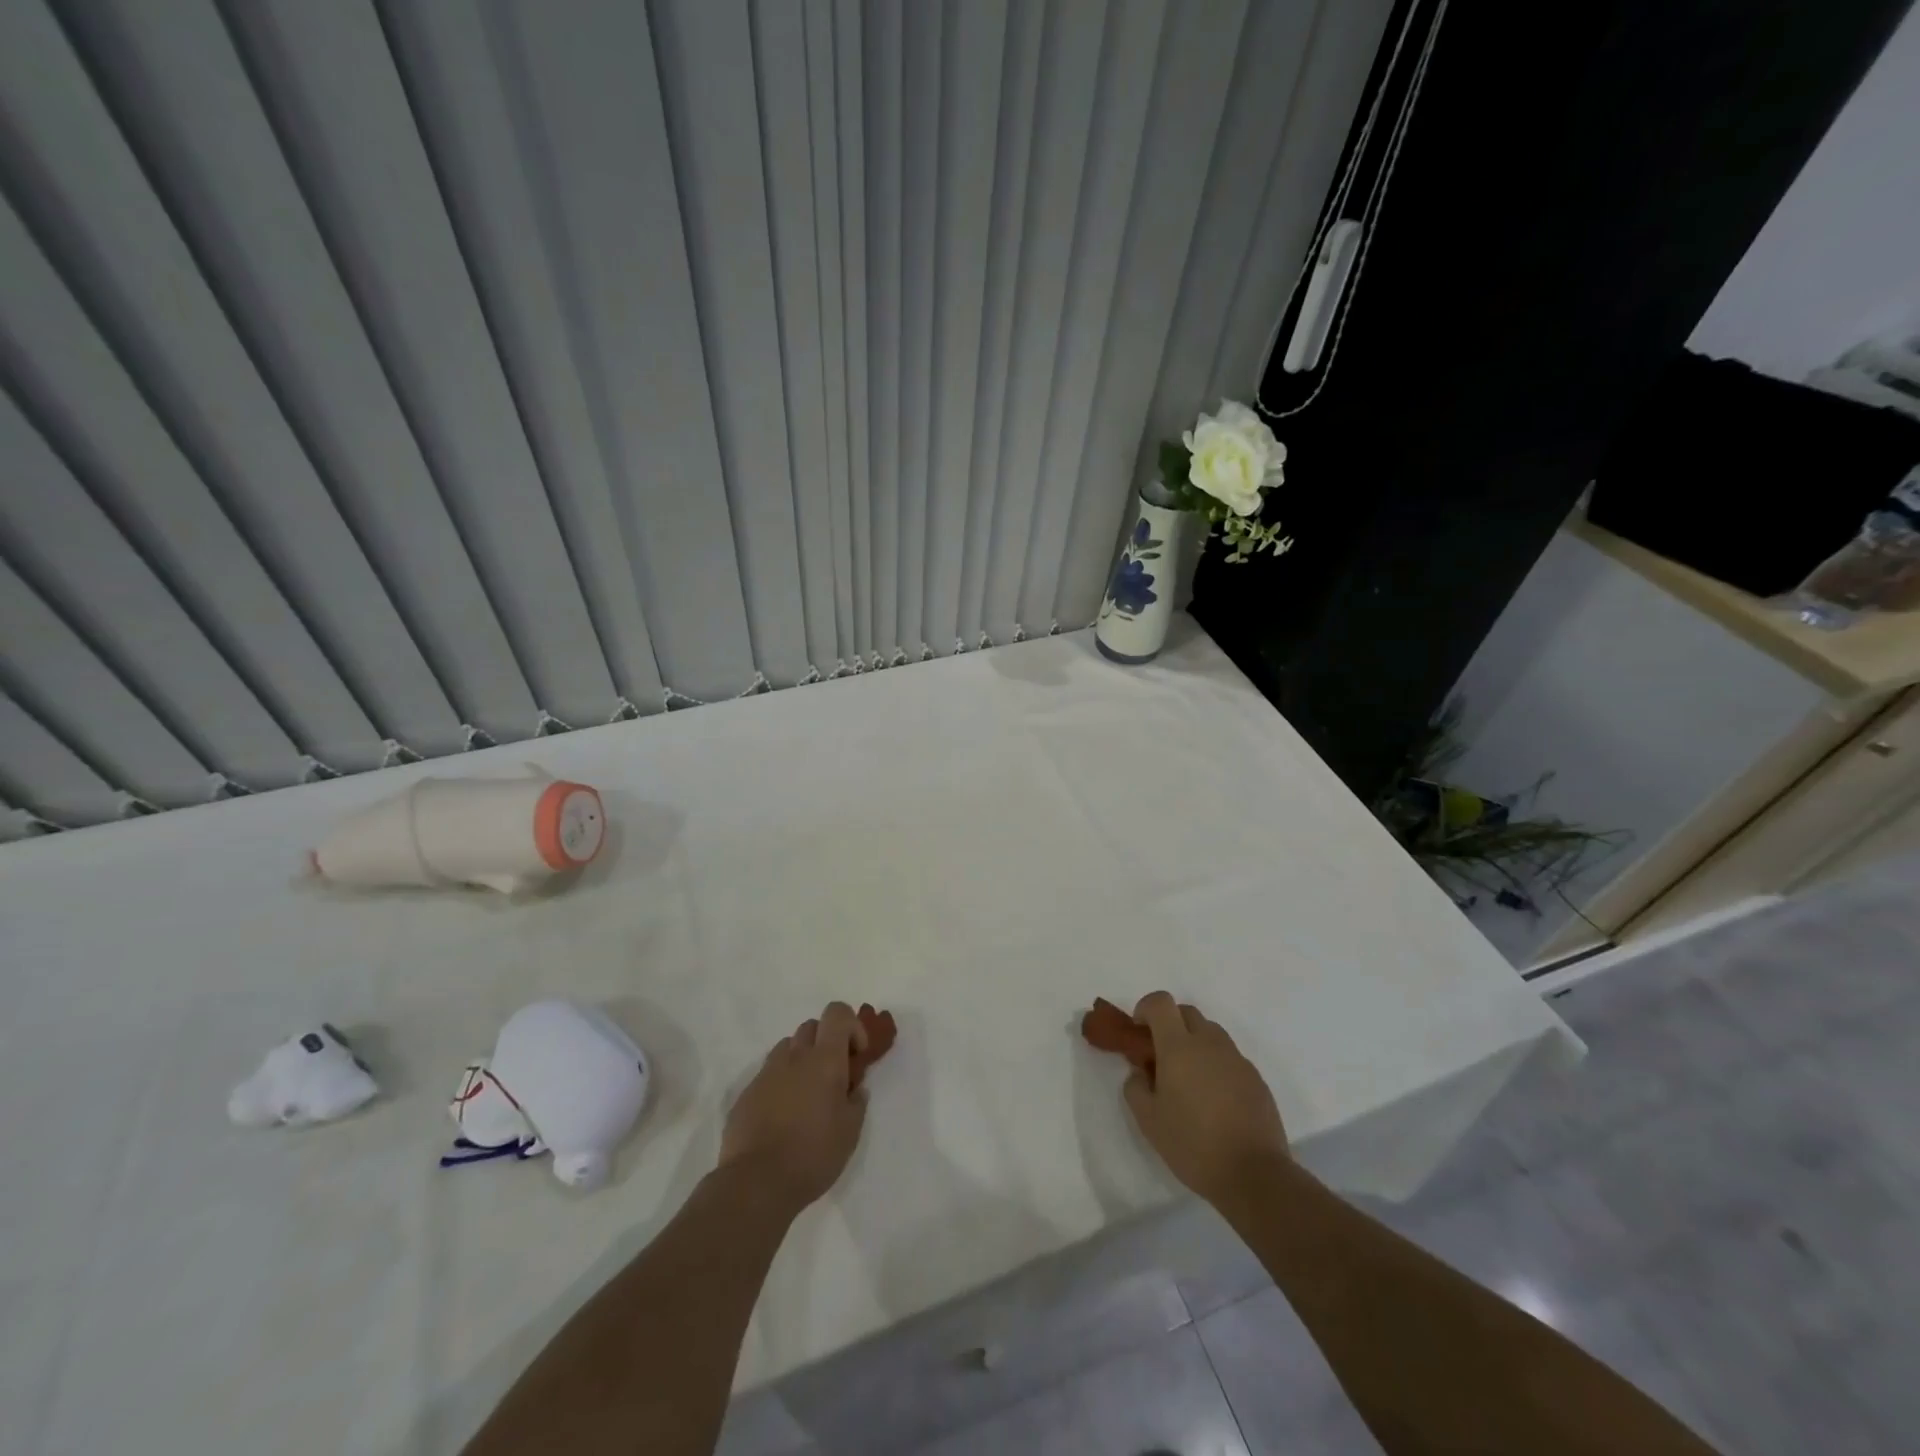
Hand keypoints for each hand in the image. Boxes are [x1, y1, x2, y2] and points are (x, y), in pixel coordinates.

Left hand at [720, 1001, 868, 1212]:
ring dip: (801, 1060)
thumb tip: (854, 1089)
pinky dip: (780, 1083)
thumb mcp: (850, 1132)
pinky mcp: (746, 1093)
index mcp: (824, 1060)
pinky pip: (768, 1074)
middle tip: (832, 1077)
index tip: (855, 1056)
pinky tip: (782, 1117)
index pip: (837, 1013)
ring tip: (806, 1096)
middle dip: (825, 1042)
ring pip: (788, 1048)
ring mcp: (766, 1073)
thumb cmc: (812, 1154)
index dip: (851, 1026)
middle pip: (811, 1026)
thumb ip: (856, 1102)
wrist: (755, 1182)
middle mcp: (794, 1057)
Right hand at [1121, 991, 1289, 1206]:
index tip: (1140, 1033)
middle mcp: (1209, 1043)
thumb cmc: (1193, 1145)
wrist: (1254, 1175)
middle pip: (1187, 1012)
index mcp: (1179, 1047)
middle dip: (1170, 1024)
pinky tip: (1215, 1100)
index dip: (1146, 1008)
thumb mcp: (1148, 1121)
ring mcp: (1236, 1059)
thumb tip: (1140, 1072)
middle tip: (1161, 1056)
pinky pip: (1229, 1057)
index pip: (1161, 1002)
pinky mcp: (1256, 1078)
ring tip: (1189, 1080)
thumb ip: (1135, 1087)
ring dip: (1194, 1043)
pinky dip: (1216, 1065)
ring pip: (1211, 1033)